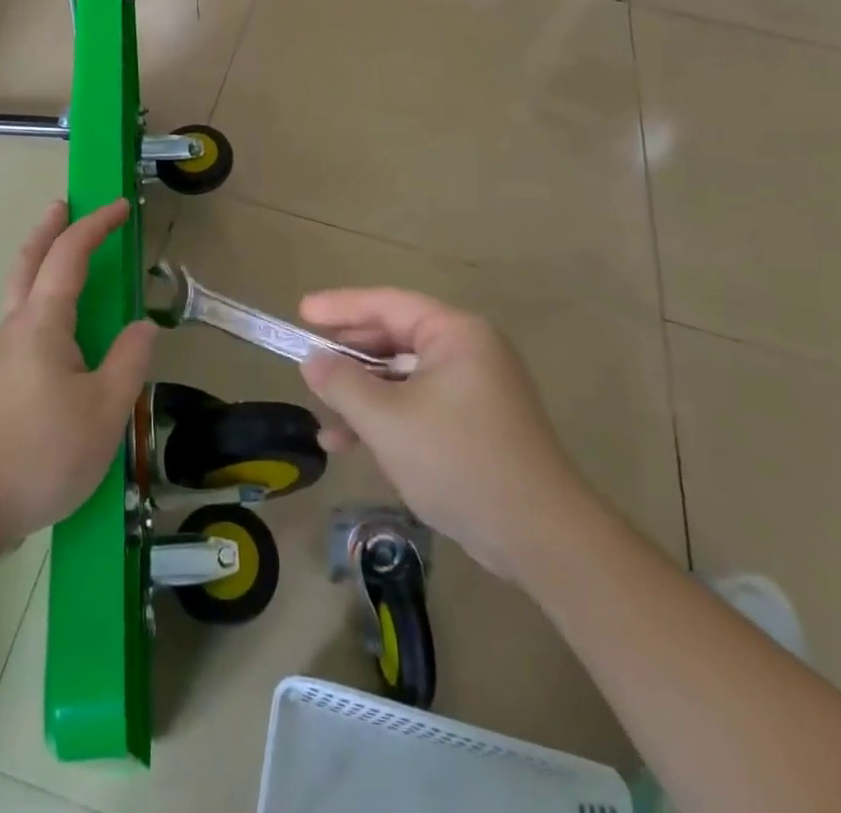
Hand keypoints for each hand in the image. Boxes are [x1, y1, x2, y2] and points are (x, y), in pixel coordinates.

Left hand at [0, 201, 155, 548]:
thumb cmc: (40, 454)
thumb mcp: (104, 412)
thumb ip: (129, 362)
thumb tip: (143, 326)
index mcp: (42, 323)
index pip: (69, 256)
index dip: (95, 226)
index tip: (120, 207)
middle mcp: (15, 327)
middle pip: (28, 260)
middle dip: (49, 228)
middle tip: (66, 204)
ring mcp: (0, 353)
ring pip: (20, 289)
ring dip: (41, 259)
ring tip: (67, 256)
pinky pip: (22, 318)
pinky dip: (39, 293)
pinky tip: (58, 324)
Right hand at [298, 288, 592, 581]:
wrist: (539, 537)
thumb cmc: (459, 460)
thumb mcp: (387, 420)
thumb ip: (343, 384)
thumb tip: (312, 360)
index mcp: (455, 334)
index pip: (387, 304)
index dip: (341, 306)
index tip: (302, 311)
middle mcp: (468, 351)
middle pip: (395, 338)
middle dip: (349, 355)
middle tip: (308, 358)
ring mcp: (474, 389)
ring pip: (403, 377)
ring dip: (362, 395)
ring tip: (322, 413)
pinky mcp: (475, 425)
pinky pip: (418, 406)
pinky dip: (386, 419)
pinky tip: (349, 444)